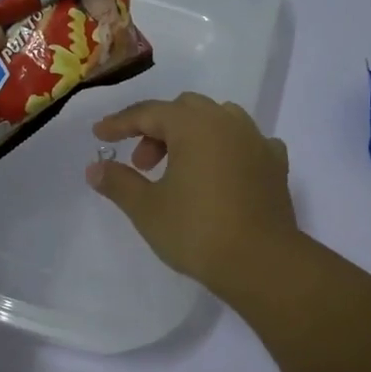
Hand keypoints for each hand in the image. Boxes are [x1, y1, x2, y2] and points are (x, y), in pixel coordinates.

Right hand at [87, 93, 298, 294]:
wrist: (261, 261)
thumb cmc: (197, 231)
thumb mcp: (147, 209)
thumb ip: (118, 182)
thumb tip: (95, 168)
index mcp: (193, 125)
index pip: (149, 112)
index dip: (120, 123)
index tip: (100, 135)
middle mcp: (227, 122)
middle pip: (184, 110)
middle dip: (157, 129)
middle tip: (142, 164)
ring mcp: (256, 141)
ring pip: (219, 119)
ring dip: (192, 135)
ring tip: (180, 167)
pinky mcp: (275, 164)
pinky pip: (246, 142)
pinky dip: (227, 148)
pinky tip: (222, 171)